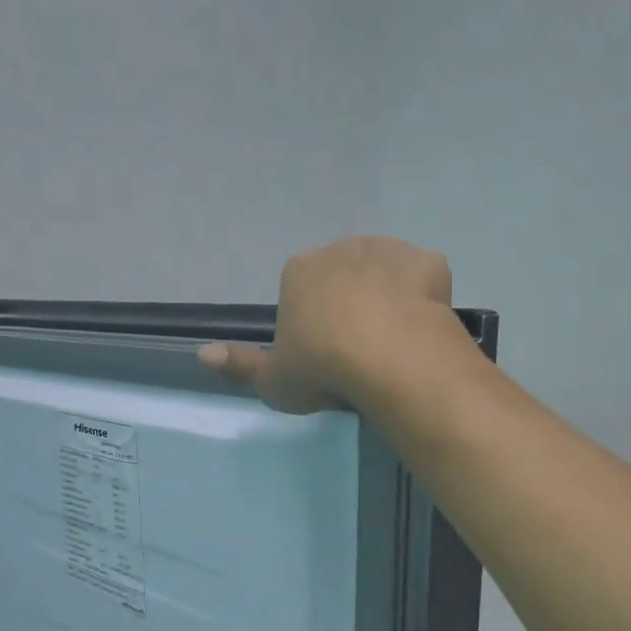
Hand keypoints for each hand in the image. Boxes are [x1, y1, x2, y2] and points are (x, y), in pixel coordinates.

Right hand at [199, 236, 457, 413]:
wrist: (388, 358)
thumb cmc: (322, 368)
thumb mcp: (273, 380)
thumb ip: (240, 365)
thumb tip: (202, 354)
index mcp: (299, 271)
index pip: (300, 291)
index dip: (311, 324)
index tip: (322, 357)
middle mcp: (341, 249)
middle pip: (342, 276)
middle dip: (349, 305)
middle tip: (358, 352)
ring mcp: (388, 250)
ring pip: (384, 272)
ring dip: (386, 297)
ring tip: (392, 343)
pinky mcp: (428, 262)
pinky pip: (423, 277)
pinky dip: (423, 297)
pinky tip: (421, 327)